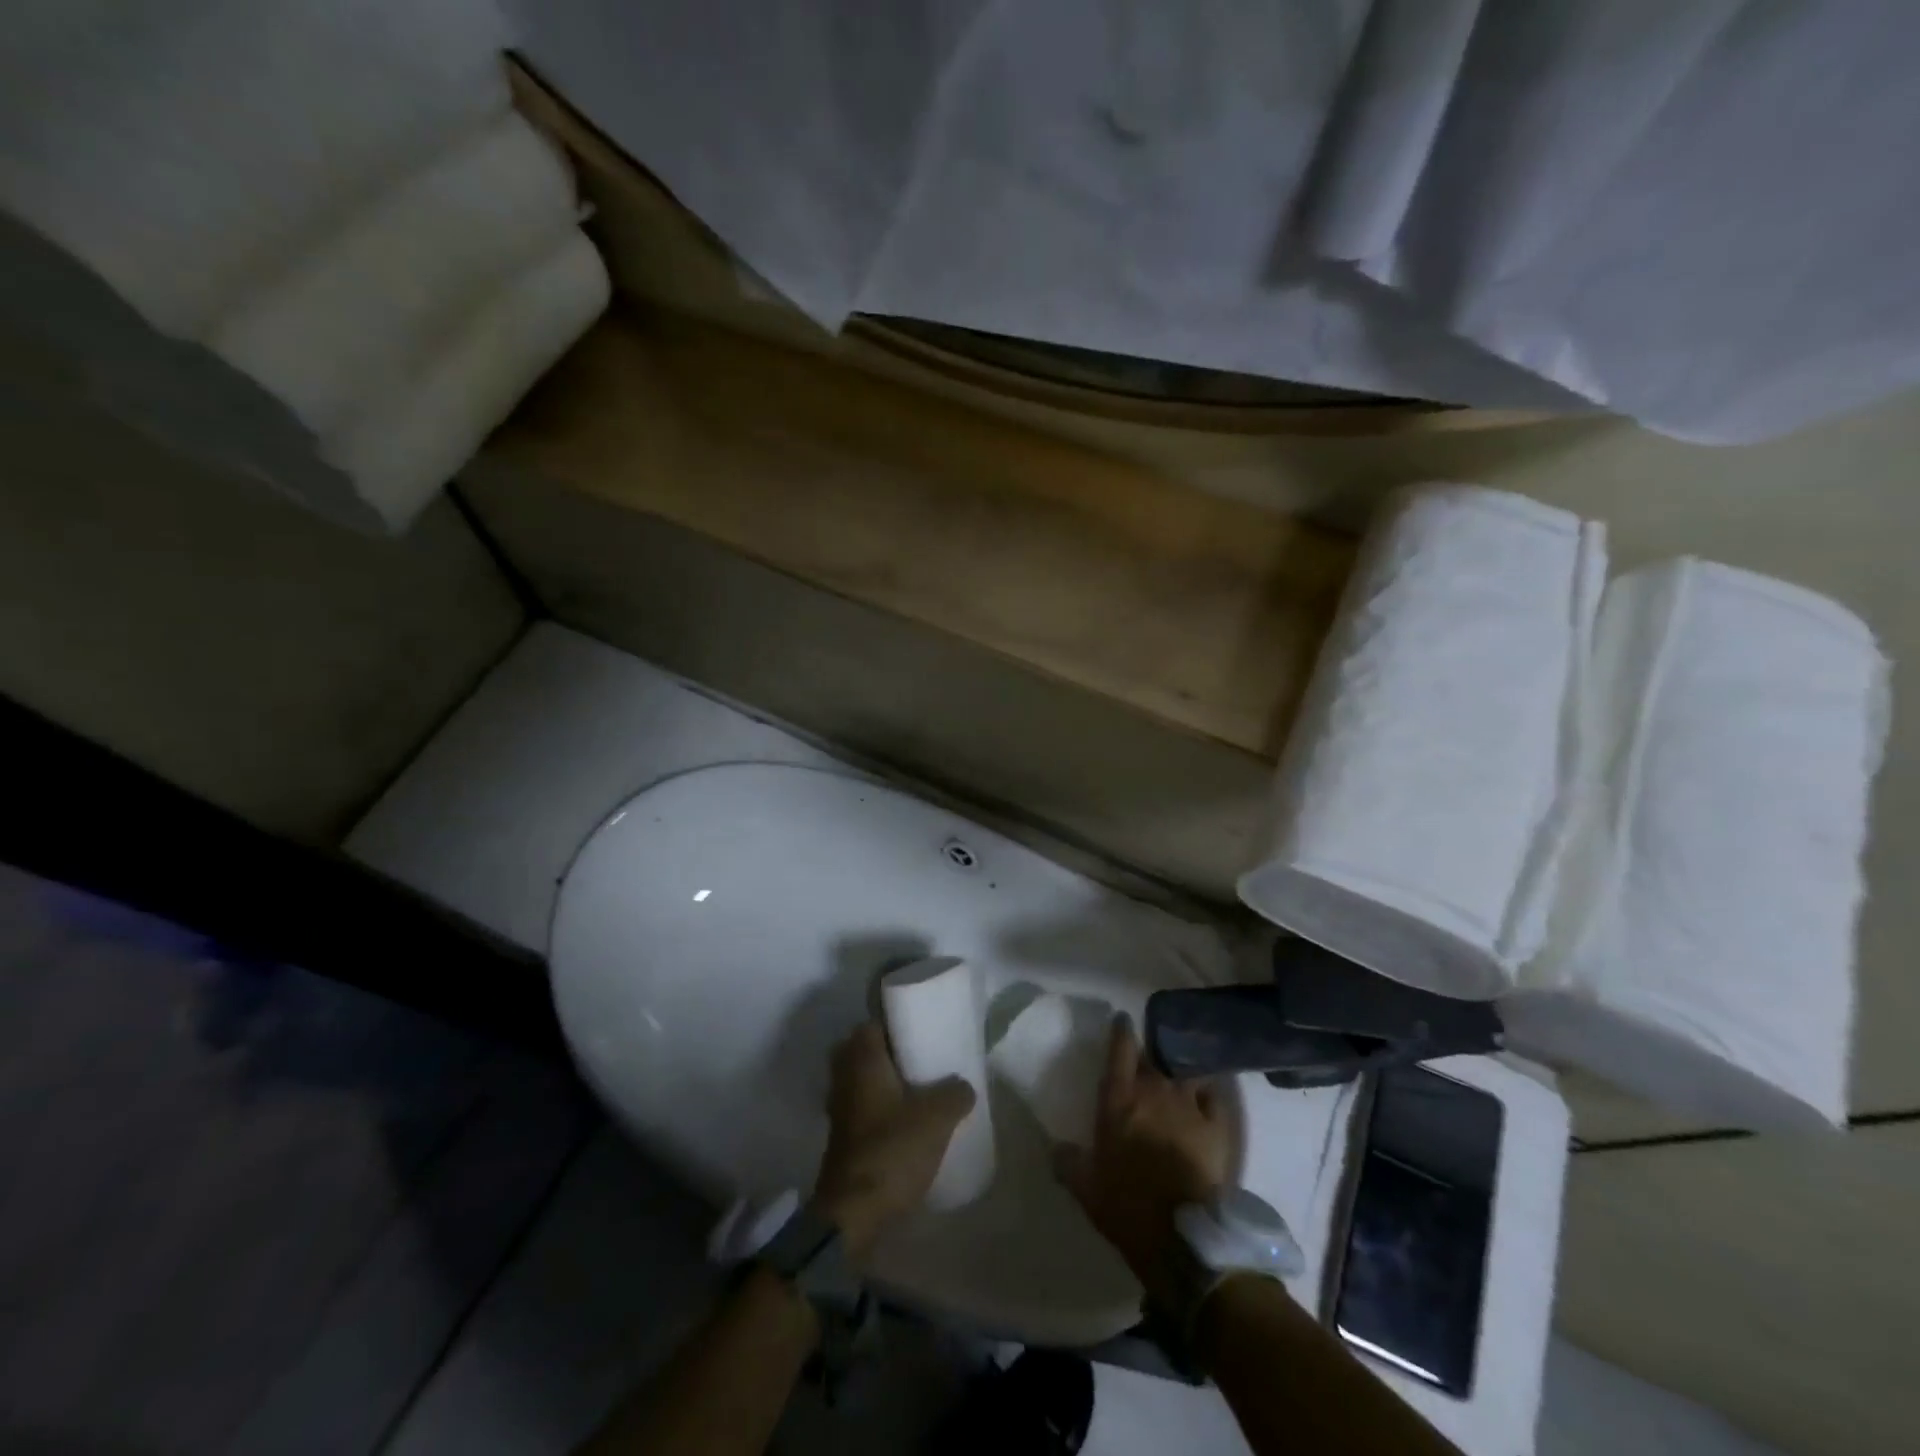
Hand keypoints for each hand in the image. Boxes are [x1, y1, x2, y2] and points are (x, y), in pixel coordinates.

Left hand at [812, 1021, 975, 1256]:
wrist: (853, 1214)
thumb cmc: (892, 1151)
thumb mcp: (937, 1118)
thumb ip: (955, 1093)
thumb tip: (963, 1086)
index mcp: (862, 1059)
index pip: (873, 1022)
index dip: (896, 1022)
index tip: (921, 1029)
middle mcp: (844, 1076)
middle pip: (865, 1051)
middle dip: (891, 1054)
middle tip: (922, 1059)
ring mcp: (839, 1109)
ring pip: (863, 1081)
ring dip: (886, 1083)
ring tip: (921, 1091)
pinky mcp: (842, 1138)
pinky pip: (863, 1108)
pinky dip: (881, 1109)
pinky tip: (907, 1122)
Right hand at [1056, 1014, 1230, 1306]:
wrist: (1182, 1236)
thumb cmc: (1127, 1207)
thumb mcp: (1086, 1188)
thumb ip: (1069, 1163)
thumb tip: (1055, 1149)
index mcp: (1119, 1100)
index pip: (1120, 1049)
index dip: (1121, 1031)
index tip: (1122, 1019)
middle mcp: (1154, 1091)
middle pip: (1153, 1057)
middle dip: (1149, 1054)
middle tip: (1147, 1058)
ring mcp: (1189, 1105)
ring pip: (1184, 1071)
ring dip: (1179, 1069)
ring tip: (1179, 1071)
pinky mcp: (1217, 1126)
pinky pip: (1213, 1095)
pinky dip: (1208, 1090)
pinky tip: (1206, 1092)